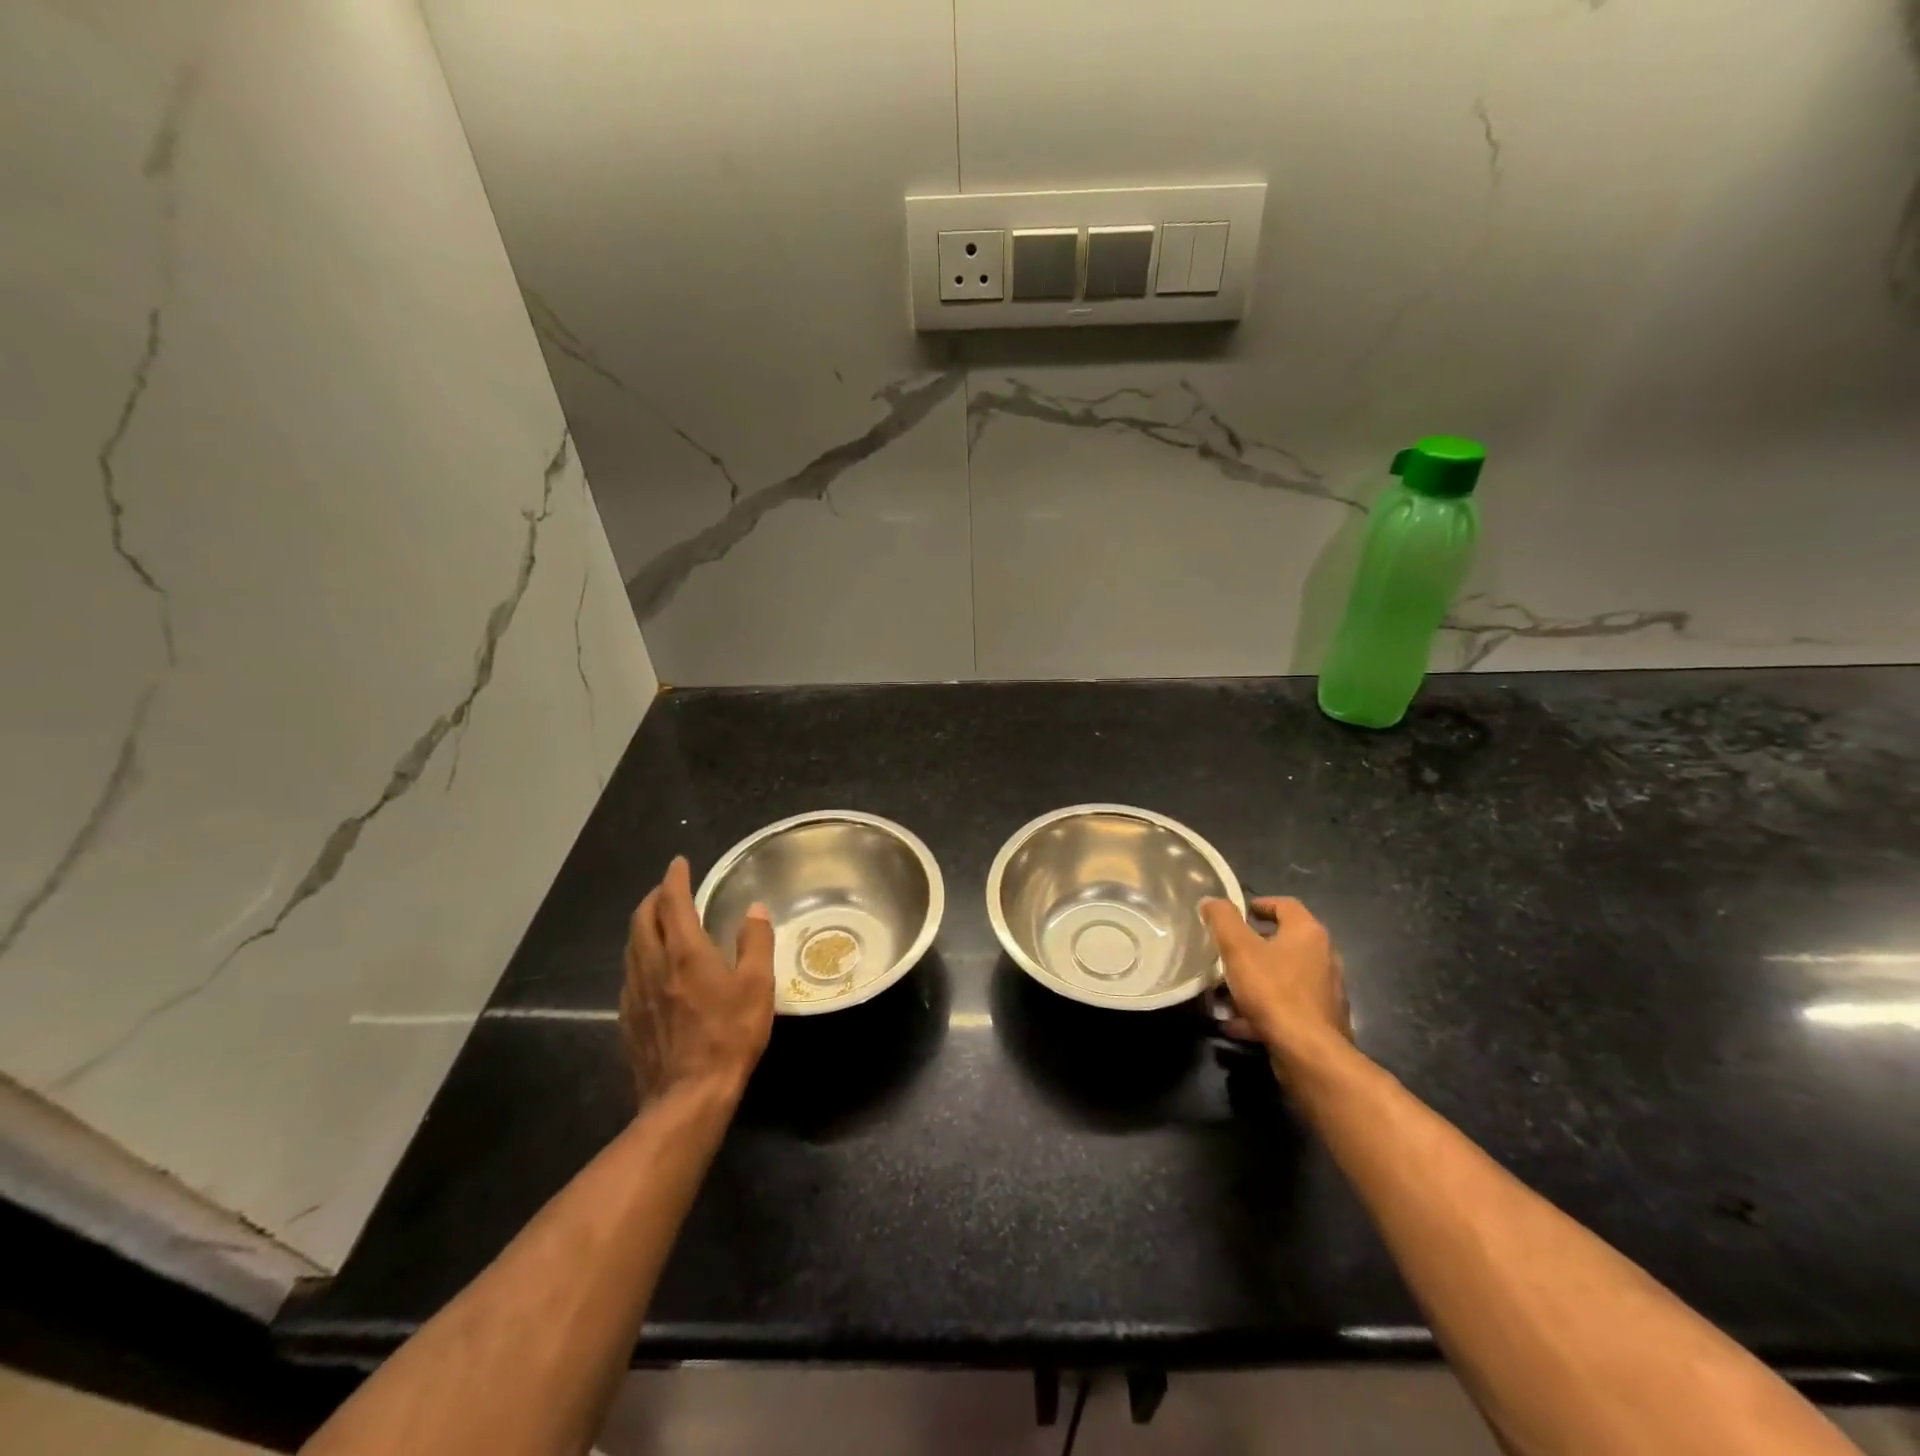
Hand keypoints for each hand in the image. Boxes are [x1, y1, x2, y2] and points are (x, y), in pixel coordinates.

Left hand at [620, 856, 774, 1108]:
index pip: (673, 902)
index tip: (679, 863)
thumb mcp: (757, 986)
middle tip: (668, 889)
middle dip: (653, 898)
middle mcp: (652, 965)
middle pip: (642, 919)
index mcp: (684, 952)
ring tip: (659, 922)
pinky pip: (630, 974)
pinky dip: (641, 956)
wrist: (687, 1098)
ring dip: (644, 925)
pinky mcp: (628, 1019)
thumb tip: (755, 909)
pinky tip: (653, 970)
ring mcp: (635, 994)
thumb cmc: (729, 1037)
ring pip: (632, 946)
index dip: (675, 878)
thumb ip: (756, 942)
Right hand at [1201, 895, 1350, 1069]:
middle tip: (1226, 951)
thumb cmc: (1273, 990)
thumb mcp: (1238, 948)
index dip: (1260, 904)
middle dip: (1253, 946)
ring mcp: (1324, 990)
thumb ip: (1222, 919)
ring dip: (1255, 980)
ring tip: (1225, 991)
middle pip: (1284, 941)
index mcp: (1308, 933)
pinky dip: (1263, 1008)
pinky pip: (1286, 1005)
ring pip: (1282, 976)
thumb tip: (1211, 901)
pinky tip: (1237, 1022)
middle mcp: (1323, 957)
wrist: (1308, 1052)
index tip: (1237, 913)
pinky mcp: (1321, 1020)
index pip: (1286, 905)